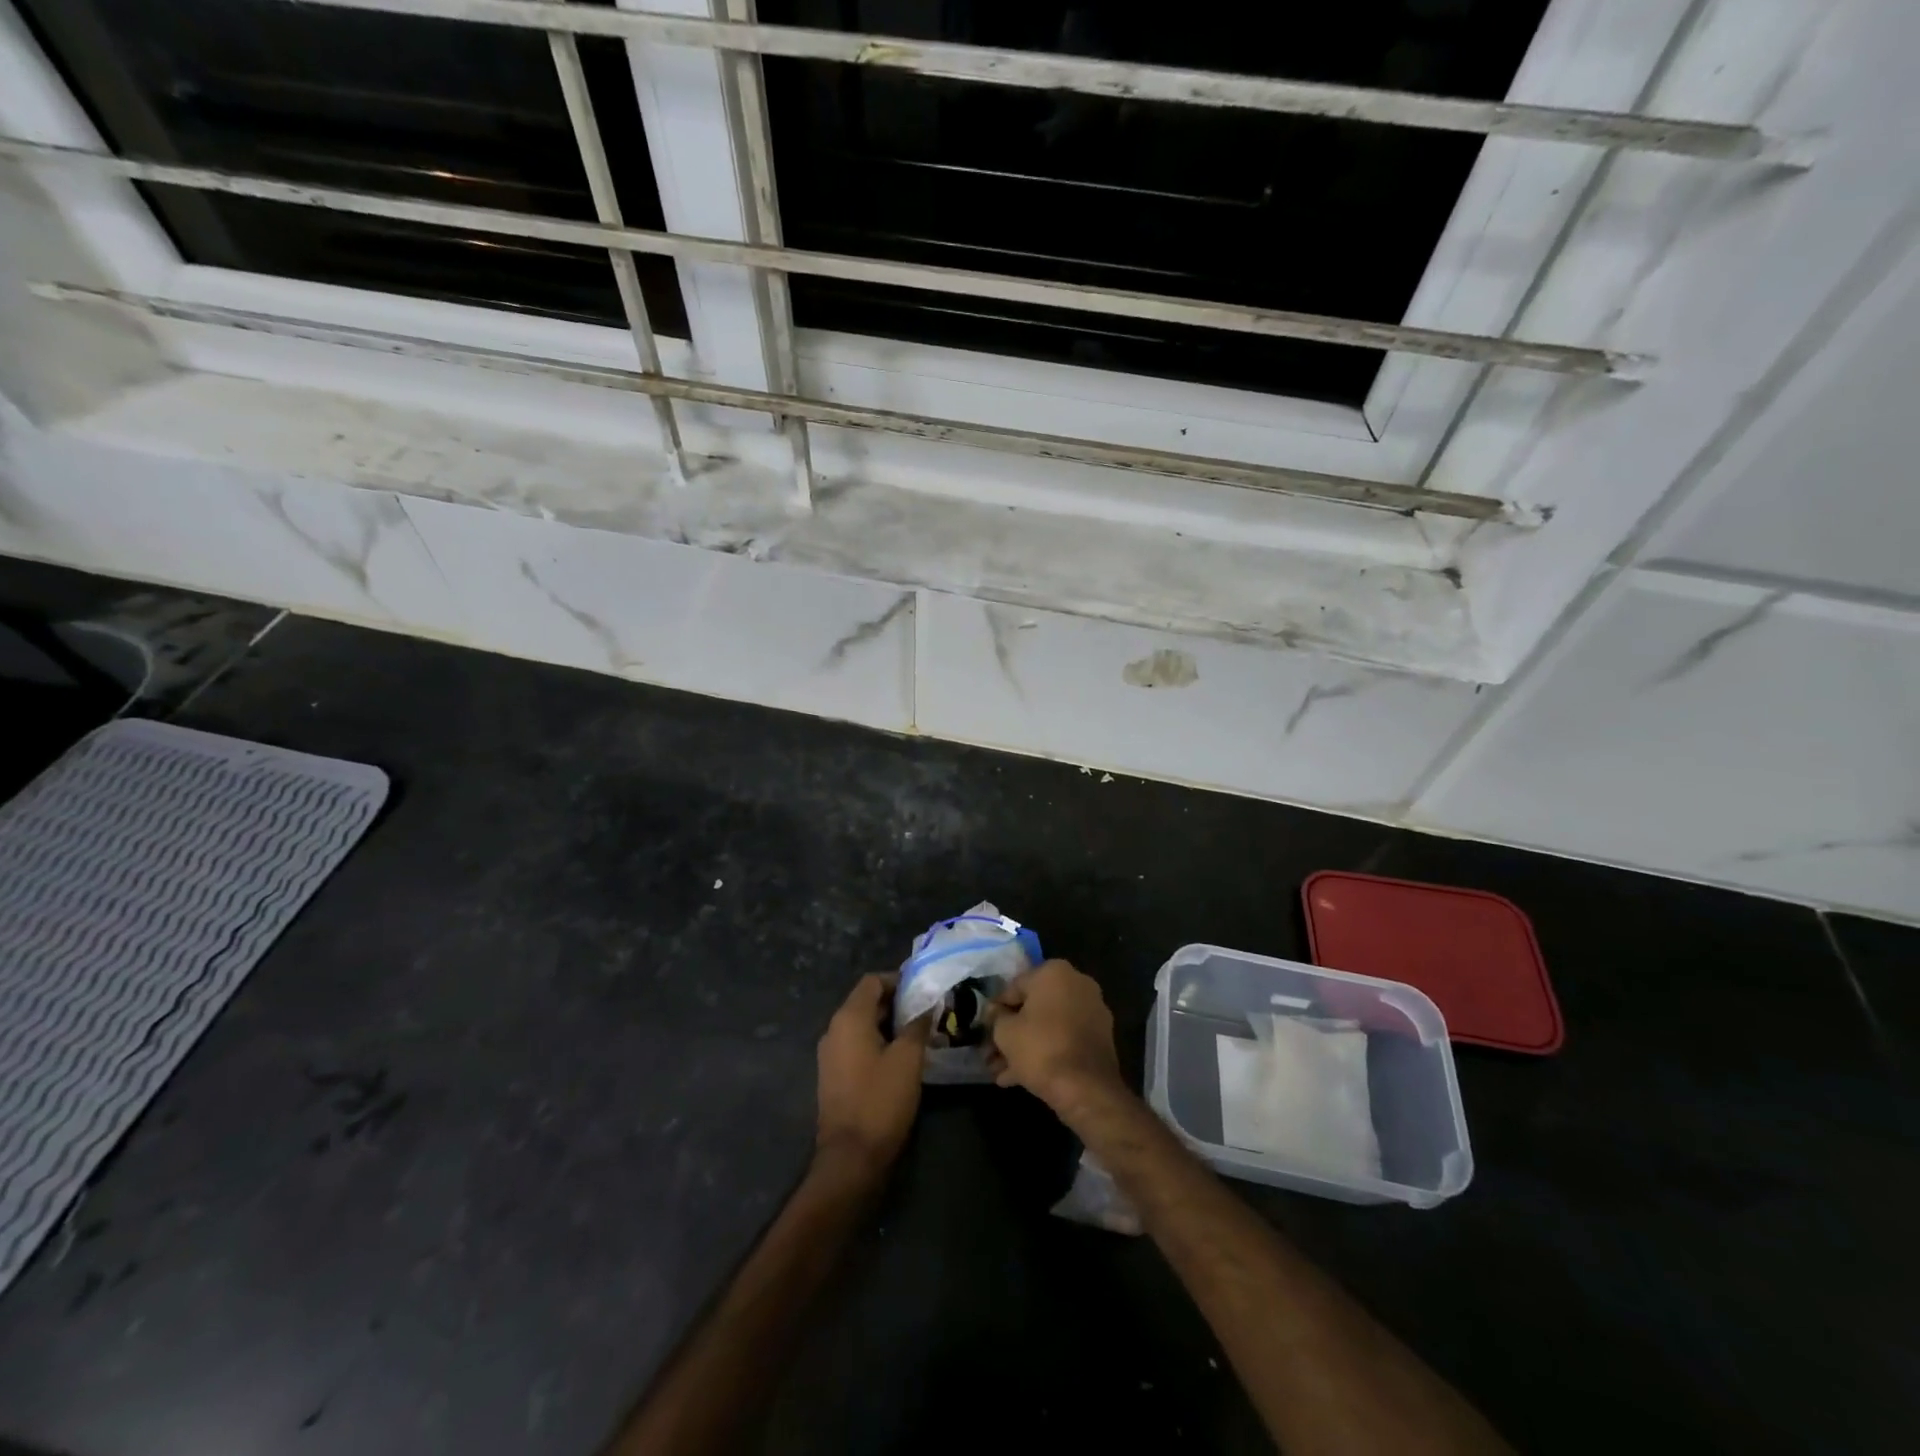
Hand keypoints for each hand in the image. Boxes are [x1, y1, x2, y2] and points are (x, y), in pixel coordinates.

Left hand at [814, 974, 931, 1179]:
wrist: (851, 1157)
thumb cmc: (881, 1100)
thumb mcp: (908, 1059)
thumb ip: (918, 1025)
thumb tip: (927, 1004)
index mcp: (849, 1018)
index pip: (872, 981)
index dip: (898, 980)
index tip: (924, 989)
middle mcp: (834, 1029)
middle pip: (866, 1001)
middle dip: (897, 1002)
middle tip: (928, 1011)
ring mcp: (831, 1054)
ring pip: (862, 1024)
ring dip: (889, 1024)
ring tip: (920, 1032)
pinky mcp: (834, 1075)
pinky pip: (857, 1045)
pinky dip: (878, 1042)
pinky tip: (901, 1056)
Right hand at [986, 959, 1125, 1116]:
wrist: (1086, 1089)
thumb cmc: (1041, 1049)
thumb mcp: (1005, 1032)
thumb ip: (996, 1016)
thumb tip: (994, 1011)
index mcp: (1054, 972)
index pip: (1014, 987)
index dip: (996, 1010)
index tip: (984, 1029)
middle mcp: (1077, 984)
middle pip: (1032, 1007)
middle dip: (1010, 1032)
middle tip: (991, 1054)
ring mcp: (1092, 1012)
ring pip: (1048, 1026)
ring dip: (1024, 1047)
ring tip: (1000, 1072)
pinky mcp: (1099, 1038)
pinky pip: (1064, 1039)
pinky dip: (1045, 1053)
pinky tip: (1018, 1077)